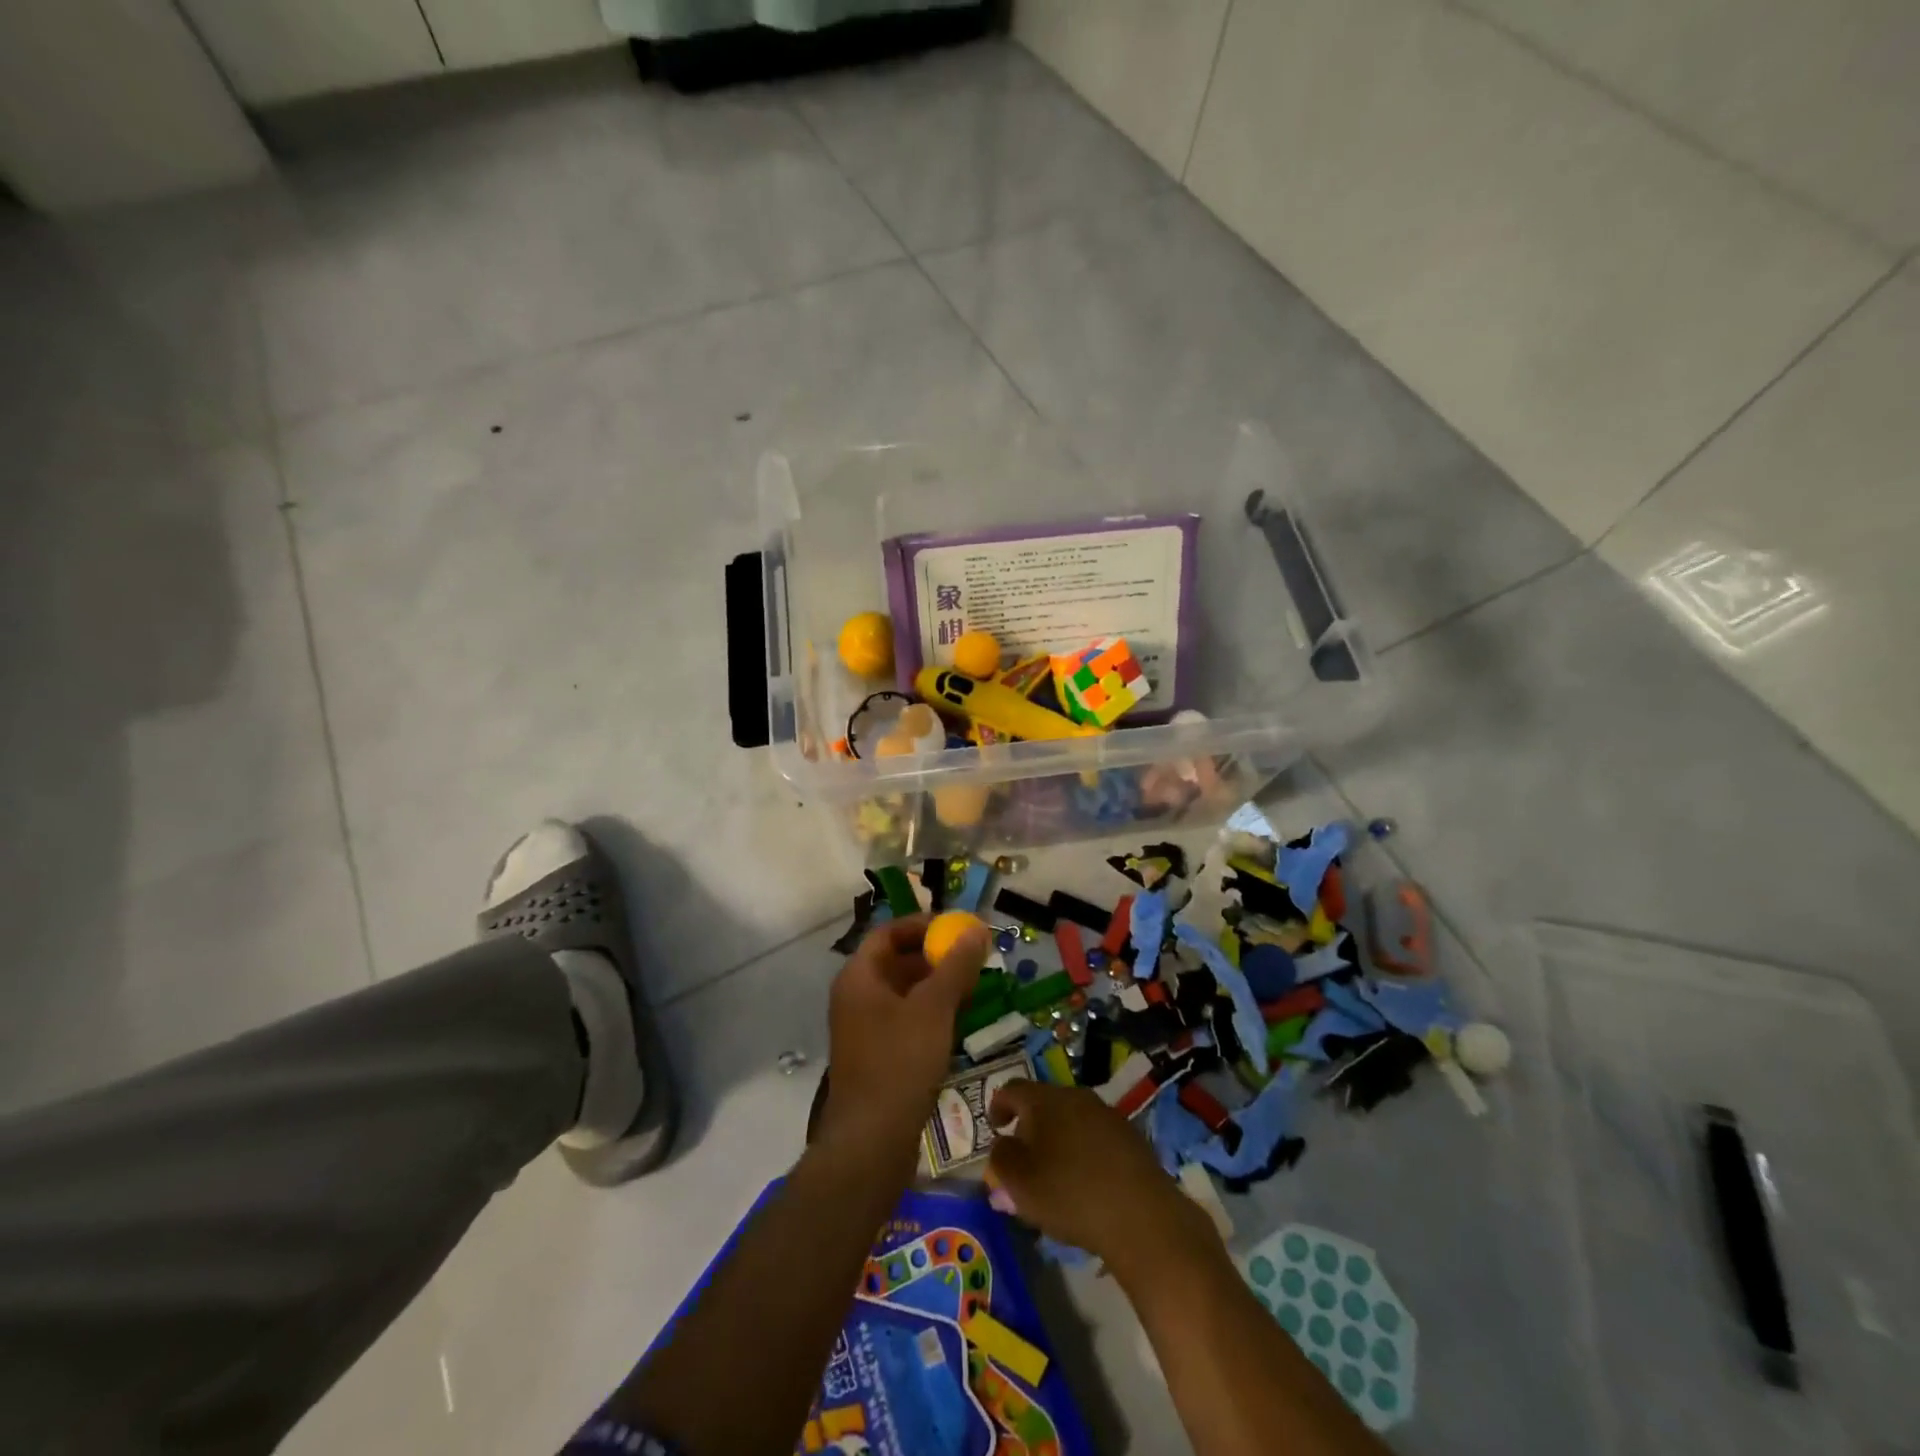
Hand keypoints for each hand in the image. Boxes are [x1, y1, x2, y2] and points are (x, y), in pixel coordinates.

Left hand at [819, 913, 988, 1158]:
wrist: (872, 1142)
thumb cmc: (900, 1062)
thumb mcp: (934, 1007)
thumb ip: (956, 966)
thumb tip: (975, 930)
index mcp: (858, 977)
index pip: (887, 933)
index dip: (921, 926)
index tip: (956, 928)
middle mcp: (856, 998)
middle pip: (896, 961)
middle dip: (935, 956)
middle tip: (972, 957)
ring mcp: (864, 1029)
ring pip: (904, 993)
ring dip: (936, 986)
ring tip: (973, 987)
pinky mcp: (877, 1057)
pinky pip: (905, 1020)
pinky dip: (930, 1013)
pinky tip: (958, 1021)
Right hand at [987, 1080, 1213, 1270]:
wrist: (1141, 1215)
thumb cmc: (1069, 1194)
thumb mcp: (1019, 1183)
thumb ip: (1001, 1160)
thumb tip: (1002, 1145)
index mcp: (1044, 1099)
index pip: (1012, 1089)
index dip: (998, 1106)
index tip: (994, 1128)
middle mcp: (1075, 1096)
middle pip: (1043, 1102)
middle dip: (1029, 1126)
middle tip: (1023, 1157)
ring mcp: (1106, 1113)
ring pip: (1071, 1119)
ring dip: (1057, 1138)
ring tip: (1054, 1173)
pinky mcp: (1130, 1136)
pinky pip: (1095, 1136)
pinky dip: (1083, 1151)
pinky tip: (1085, 1181)